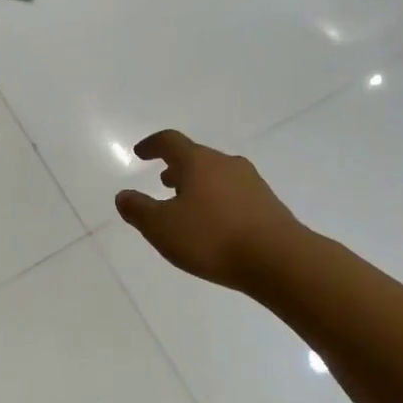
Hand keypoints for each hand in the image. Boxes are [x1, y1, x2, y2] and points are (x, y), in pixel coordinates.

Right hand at [115, 130, 301, 292]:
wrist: (279, 260)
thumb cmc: (212, 238)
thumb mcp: (162, 228)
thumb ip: (138, 210)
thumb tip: (123, 195)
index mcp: (198, 162)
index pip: (170, 141)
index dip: (152, 145)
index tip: (140, 152)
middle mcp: (226, 164)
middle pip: (196, 157)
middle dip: (177, 168)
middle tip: (163, 181)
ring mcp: (251, 182)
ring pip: (217, 175)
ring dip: (198, 184)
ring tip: (187, 205)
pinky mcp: (268, 204)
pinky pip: (234, 193)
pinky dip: (217, 200)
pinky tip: (214, 224)